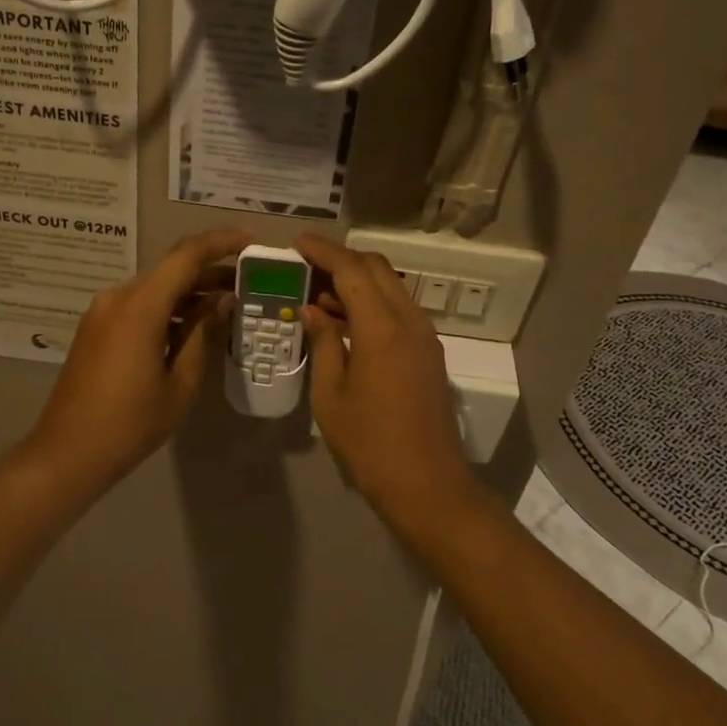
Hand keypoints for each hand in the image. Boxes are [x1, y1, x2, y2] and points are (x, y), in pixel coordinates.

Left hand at [25, 228, 249, 496]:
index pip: (186, 256)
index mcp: (139, 307)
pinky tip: (192, 326)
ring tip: (227, 305)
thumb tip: (222, 301)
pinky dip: (168, 308)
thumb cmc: (130, 424)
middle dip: (209, 272)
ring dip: (189, 293)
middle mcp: (117, 298)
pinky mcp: (96, 329)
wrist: (67, 453)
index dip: (220, 243)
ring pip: (155, 289)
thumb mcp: (180, 383)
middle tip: (247, 282)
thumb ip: (202, 335)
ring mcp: (102, 313)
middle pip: (170, 271)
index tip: (250, 240)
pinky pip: (138, 306)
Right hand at [295, 232, 477, 534]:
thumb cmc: (369, 443)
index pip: (352, 270)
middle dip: (341, 259)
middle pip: (376, 269)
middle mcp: (410, 321)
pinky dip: (372, 302)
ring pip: (390, 287)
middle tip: (305, 266)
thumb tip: (313, 311)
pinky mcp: (429, 352)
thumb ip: (323, 344)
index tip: (296, 242)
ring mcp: (425, 336)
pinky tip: (345, 321)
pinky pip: (399, 310)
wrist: (426, 483)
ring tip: (318, 293)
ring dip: (357, 281)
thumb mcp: (331, 395)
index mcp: (382, 329)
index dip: (323, 251)